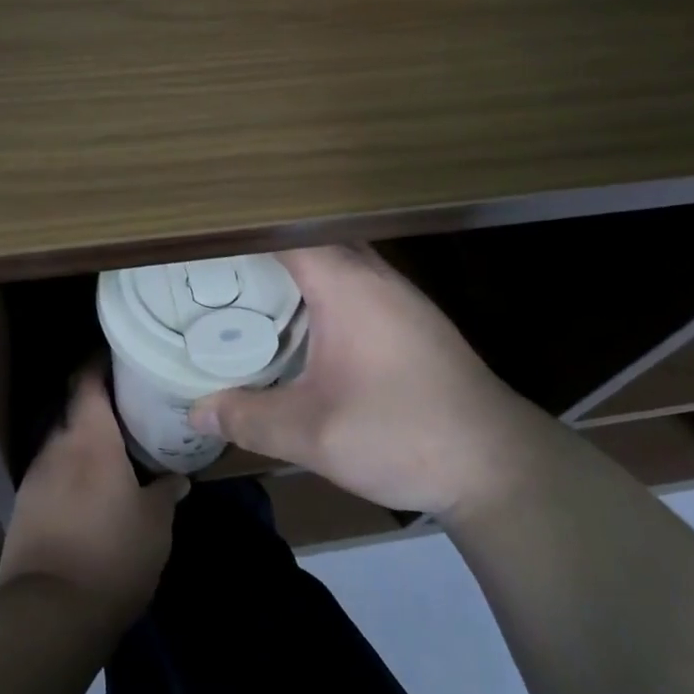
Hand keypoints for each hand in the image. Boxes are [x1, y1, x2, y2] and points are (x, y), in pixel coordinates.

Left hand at [0, 369, 187, 632]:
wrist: (49, 613)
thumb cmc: (113, 554)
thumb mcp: (155, 523)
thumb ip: (166, 491)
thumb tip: (177, 477)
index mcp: (90, 438)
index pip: (88, 380)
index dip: (101, 363)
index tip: (122, 358)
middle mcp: (56, 447)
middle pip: (75, 411)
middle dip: (100, 409)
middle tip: (131, 411)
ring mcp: (35, 477)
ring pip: (63, 445)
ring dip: (85, 444)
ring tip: (115, 454)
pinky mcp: (23, 508)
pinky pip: (52, 476)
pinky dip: (71, 474)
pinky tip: (90, 494)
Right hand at [188, 246, 535, 516]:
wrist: (498, 464)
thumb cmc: (403, 435)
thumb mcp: (313, 434)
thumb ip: (248, 418)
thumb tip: (196, 412)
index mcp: (346, 284)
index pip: (284, 230)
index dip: (241, 229)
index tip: (202, 239)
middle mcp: (373, 275)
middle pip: (309, 238)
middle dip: (263, 247)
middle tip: (215, 266)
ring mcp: (398, 295)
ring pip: (336, 259)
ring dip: (295, 267)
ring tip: (248, 288)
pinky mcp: (412, 319)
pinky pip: (355, 282)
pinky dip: (321, 287)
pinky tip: (304, 324)